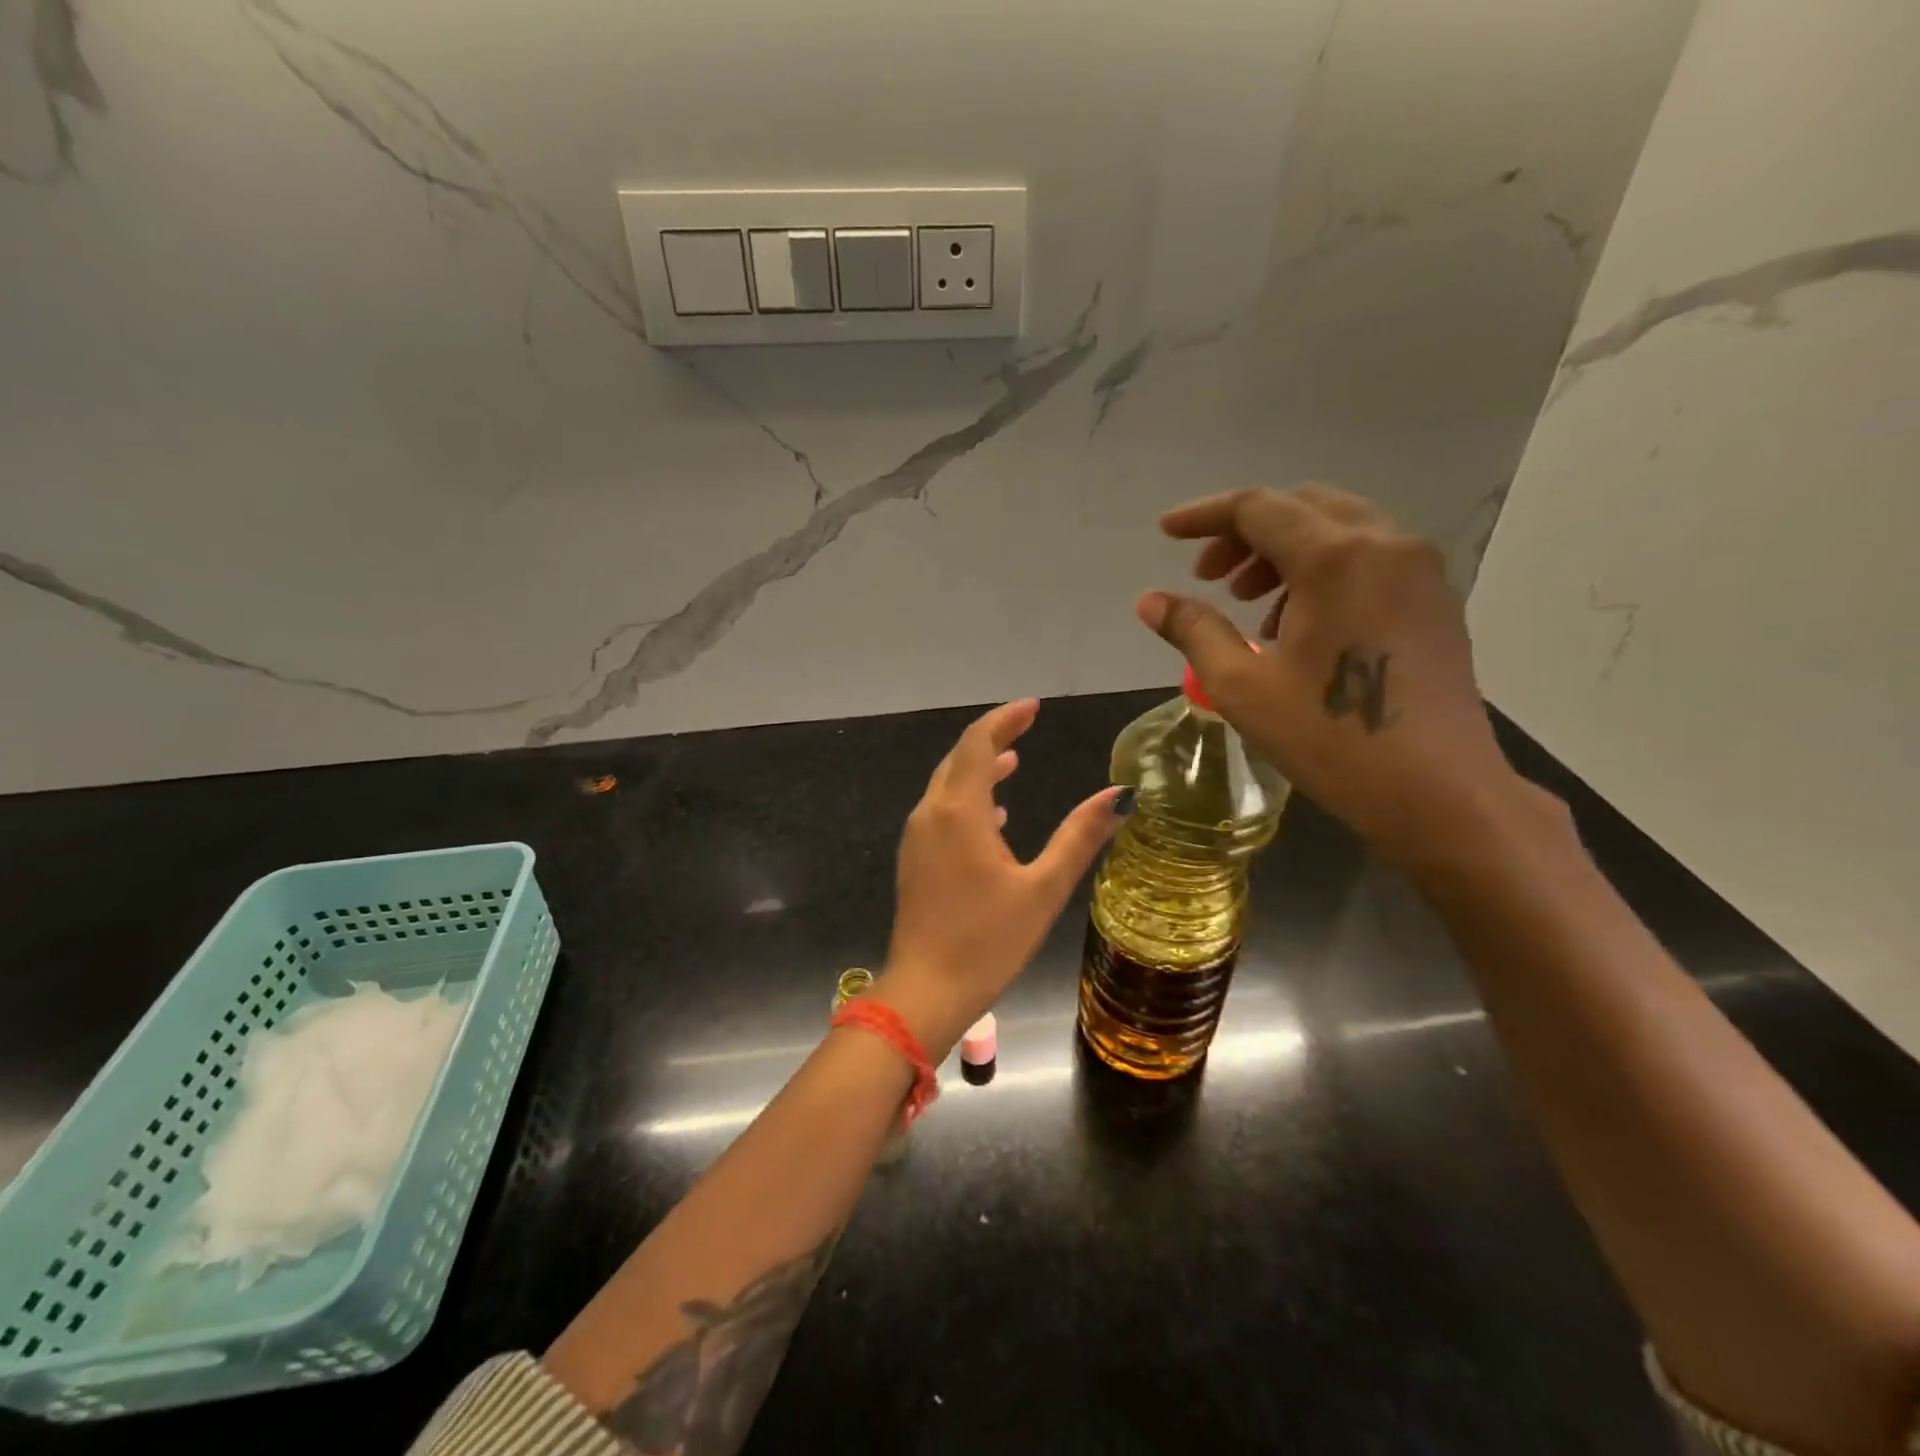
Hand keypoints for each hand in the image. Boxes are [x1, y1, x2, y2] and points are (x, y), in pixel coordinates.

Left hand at [876, 700, 1123, 1056]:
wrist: (926, 991)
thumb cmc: (988, 940)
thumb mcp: (1043, 888)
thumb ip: (1080, 837)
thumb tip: (1120, 794)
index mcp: (959, 811)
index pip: (979, 743)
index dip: (1005, 719)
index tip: (1033, 708)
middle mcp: (930, 814)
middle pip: (960, 758)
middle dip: (992, 738)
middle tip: (1027, 727)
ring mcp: (917, 837)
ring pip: (947, 785)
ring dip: (979, 769)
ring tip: (1013, 762)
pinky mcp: (914, 859)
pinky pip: (940, 811)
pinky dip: (968, 798)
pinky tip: (994, 817)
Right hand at [1138, 485, 1526, 865]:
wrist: (1440, 793)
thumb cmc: (1331, 740)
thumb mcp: (1243, 686)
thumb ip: (1194, 630)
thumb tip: (1149, 600)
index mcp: (1336, 558)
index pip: (1257, 508)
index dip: (1204, 515)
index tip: (1165, 532)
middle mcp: (1386, 544)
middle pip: (1301, 507)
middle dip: (1245, 532)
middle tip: (1208, 576)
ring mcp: (1420, 570)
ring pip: (1338, 528)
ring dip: (1283, 550)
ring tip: (1249, 603)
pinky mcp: (1435, 599)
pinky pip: (1368, 556)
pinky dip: (1321, 568)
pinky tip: (1298, 622)